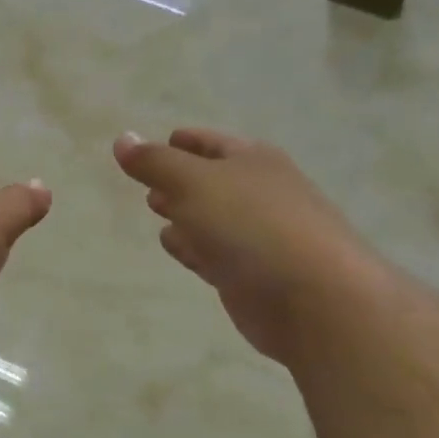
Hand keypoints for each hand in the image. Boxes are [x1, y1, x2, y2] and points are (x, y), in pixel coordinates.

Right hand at [114, 128, 386, 361]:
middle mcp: (259, 192)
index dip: (181, 142)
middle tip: (148, 185)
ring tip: (157, 211)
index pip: (208, 142)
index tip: (155, 145)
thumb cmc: (251, 226)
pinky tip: (177, 248)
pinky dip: (195, 247)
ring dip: (184, 215)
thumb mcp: (192, 183)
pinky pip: (214, 252)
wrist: (316, 299)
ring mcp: (259, 236)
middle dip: (178, 180)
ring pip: (211, 218)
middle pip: (210, 180)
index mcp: (251, 160)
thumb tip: (122, 138)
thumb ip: (153, 162)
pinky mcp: (253, 275)